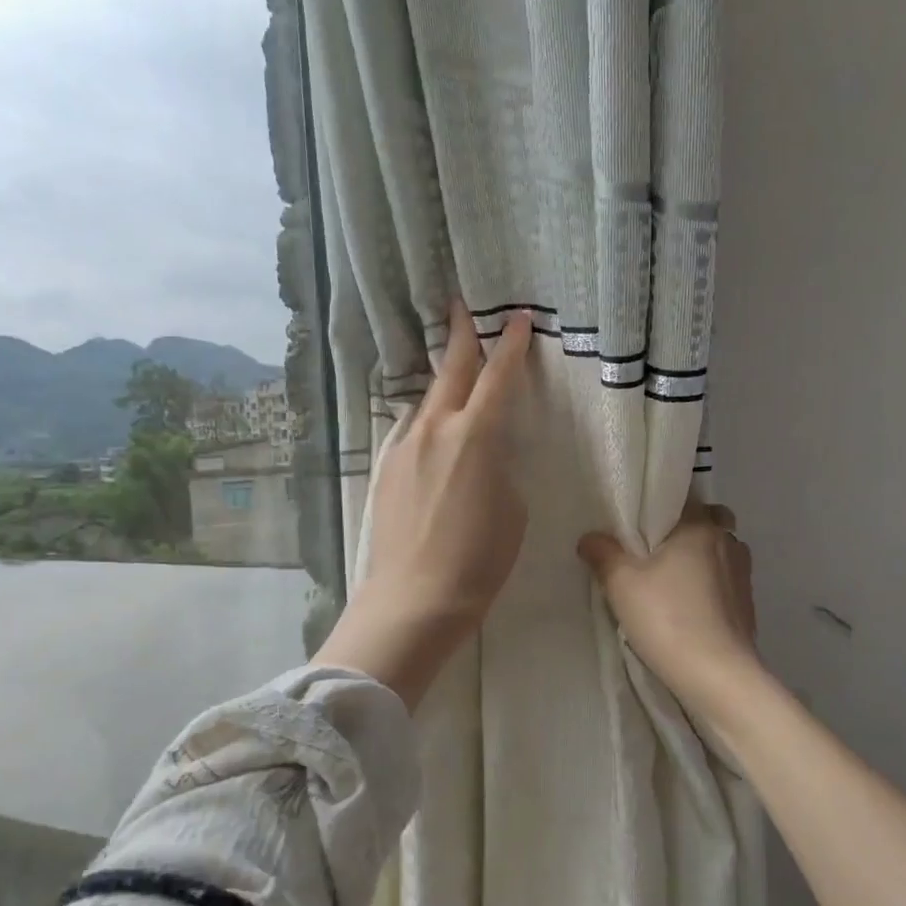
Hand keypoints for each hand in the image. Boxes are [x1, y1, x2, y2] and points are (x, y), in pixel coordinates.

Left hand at [314, 299, 533, 706]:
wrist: (414, 600)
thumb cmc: (479, 560)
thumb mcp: (512, 509)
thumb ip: (501, 467)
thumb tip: (487, 455)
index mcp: (477, 436)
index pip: (499, 377)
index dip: (512, 345)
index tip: (520, 319)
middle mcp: (436, 429)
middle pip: (452, 370)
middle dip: (461, 336)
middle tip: (461, 306)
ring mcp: (405, 447)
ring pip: (428, 401)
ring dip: (444, 383)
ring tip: (454, 373)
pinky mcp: (386, 469)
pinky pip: (412, 432)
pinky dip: (428, 422)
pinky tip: (434, 433)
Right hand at [578, 500, 761, 714]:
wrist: (718, 675)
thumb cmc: (668, 618)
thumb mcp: (621, 584)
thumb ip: (603, 553)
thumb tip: (590, 538)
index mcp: (700, 526)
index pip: (684, 498)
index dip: (662, 506)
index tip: (641, 524)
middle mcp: (727, 541)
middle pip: (709, 521)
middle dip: (688, 530)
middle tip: (658, 552)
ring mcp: (743, 574)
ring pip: (720, 551)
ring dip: (702, 559)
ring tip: (673, 581)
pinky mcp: (748, 604)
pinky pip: (726, 580)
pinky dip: (710, 586)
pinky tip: (690, 607)